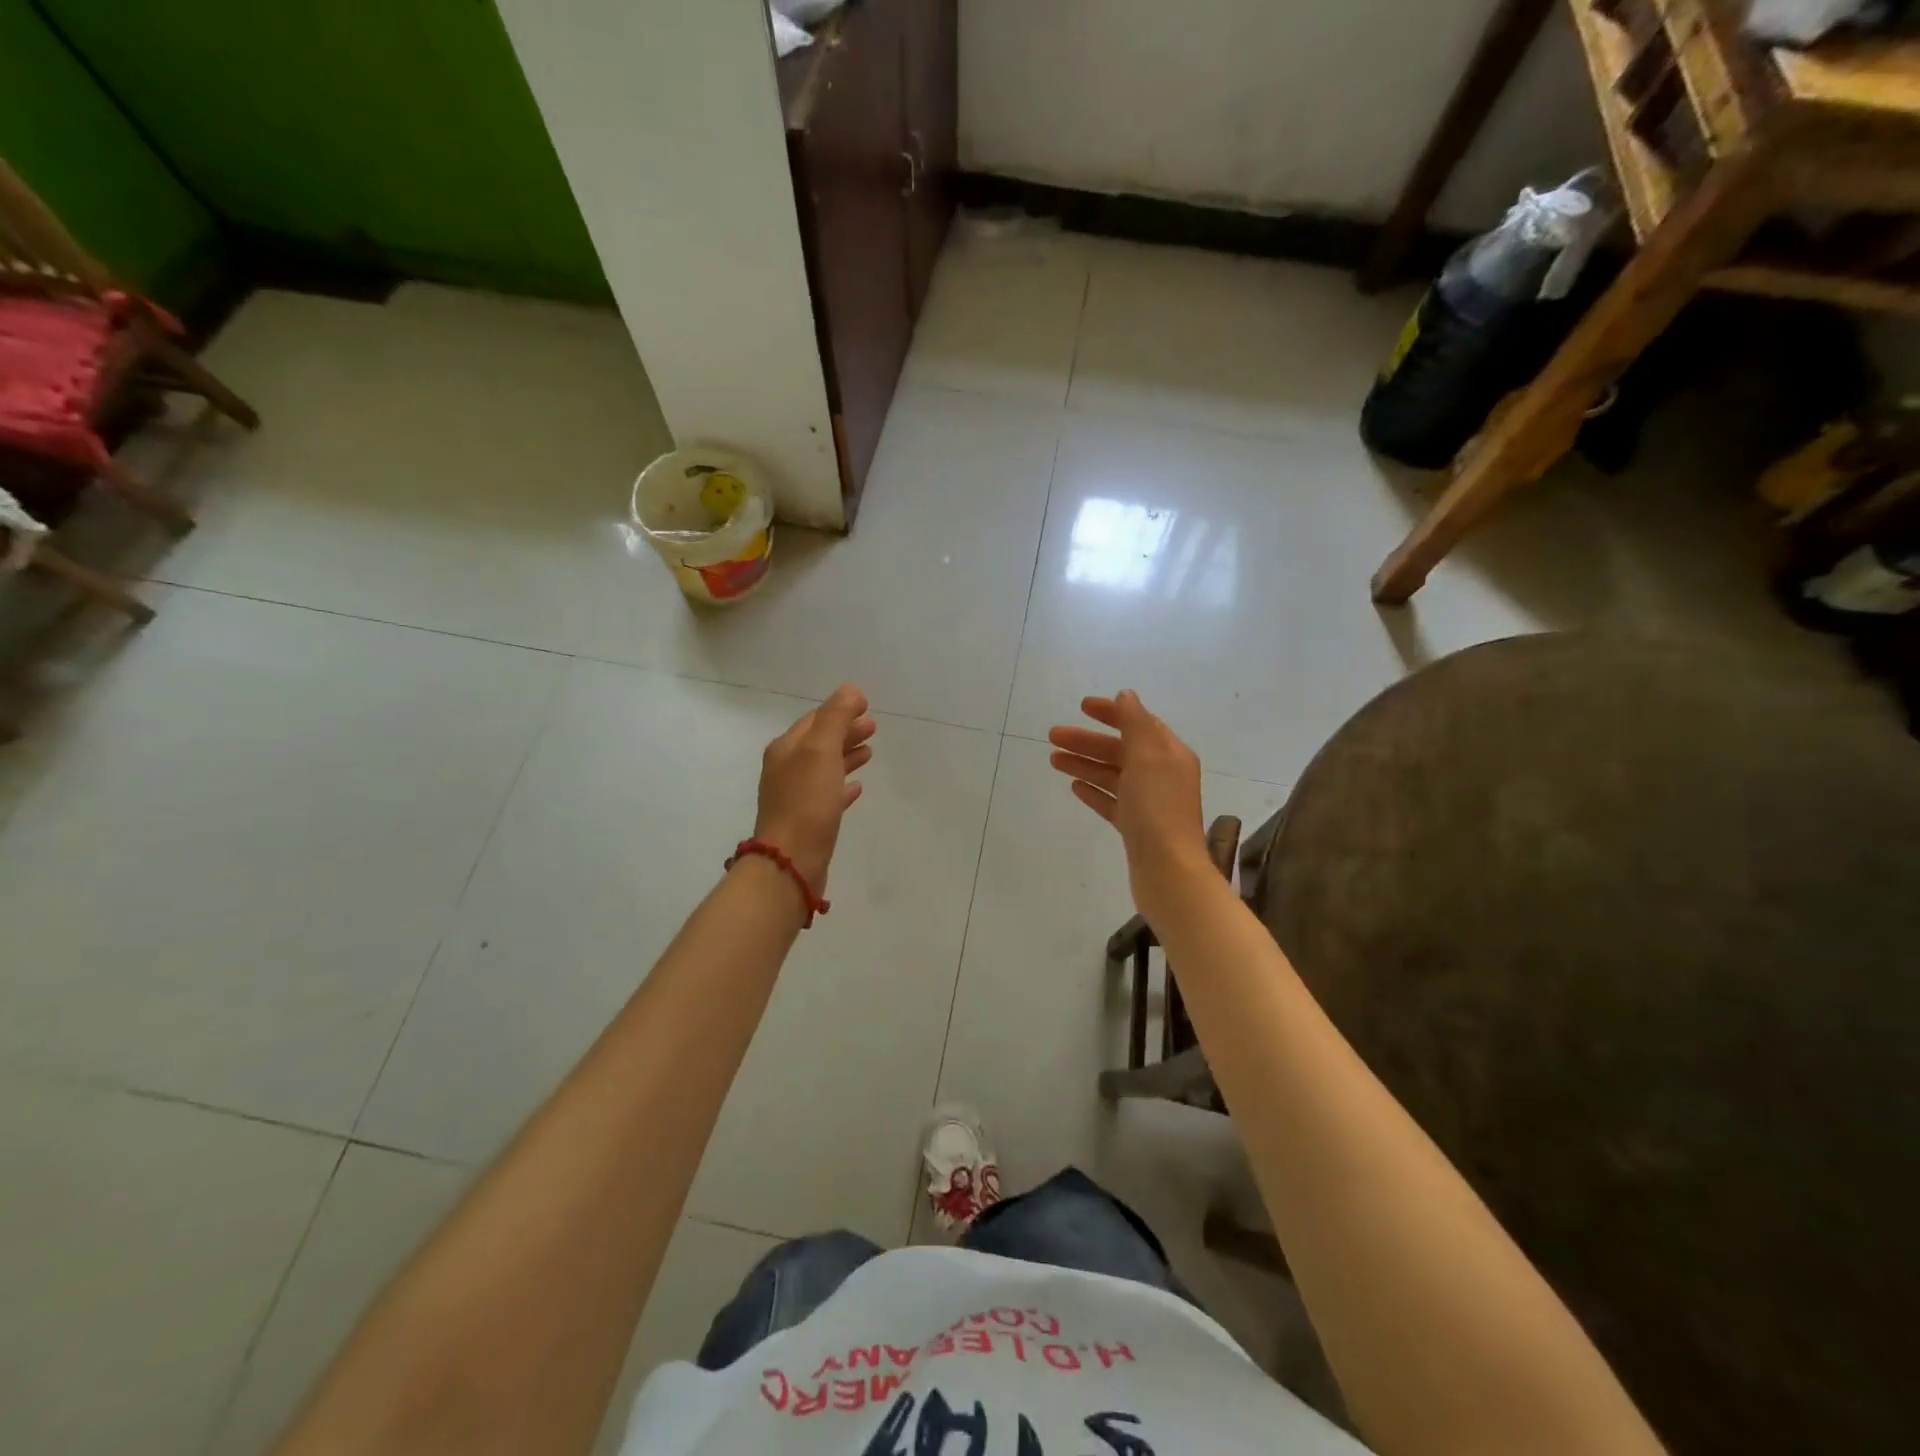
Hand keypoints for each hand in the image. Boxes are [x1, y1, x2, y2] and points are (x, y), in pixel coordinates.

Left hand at [754, 684, 875, 888]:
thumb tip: (850, 690)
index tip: (866, 705)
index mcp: (786, 749)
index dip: (840, 710)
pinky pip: (827, 795)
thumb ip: (836, 718)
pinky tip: (857, 787)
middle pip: (820, 742)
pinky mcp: (808, 821)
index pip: (815, 720)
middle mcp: (787, 769)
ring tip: (870, 751)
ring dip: (846, 755)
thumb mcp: (821, 751)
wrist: (791, 861)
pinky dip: (842, 785)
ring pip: (825, 767)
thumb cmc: (806, 802)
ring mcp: (796, 797)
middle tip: (873, 727)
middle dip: (845, 731)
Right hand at [1048, 691, 1209, 915]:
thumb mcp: (1148, 756)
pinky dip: (1094, 790)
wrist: (1167, 869)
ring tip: (1053, 760)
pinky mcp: (1135, 827)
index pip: (1138, 723)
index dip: (1111, 712)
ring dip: (1084, 763)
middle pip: (1120, 749)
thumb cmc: (1157, 807)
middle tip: (1053, 736)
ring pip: (1112, 775)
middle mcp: (1161, 774)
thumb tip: (1126, 696)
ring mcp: (1148, 802)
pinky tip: (1074, 786)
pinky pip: (1111, 801)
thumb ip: (1135, 722)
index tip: (1081, 706)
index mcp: (1169, 754)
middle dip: (1087, 741)